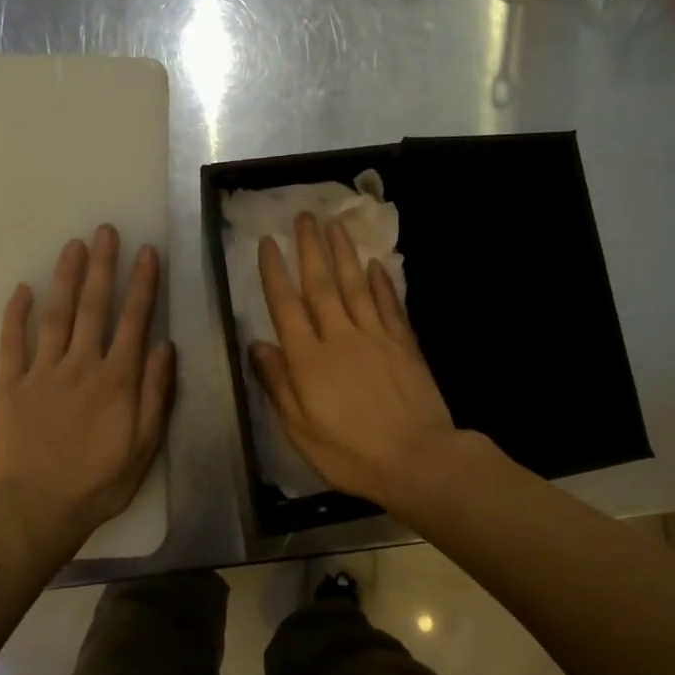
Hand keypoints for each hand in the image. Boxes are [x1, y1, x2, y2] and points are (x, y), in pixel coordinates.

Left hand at [0, 226, 174, 555]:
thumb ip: (157, 392)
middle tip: (105, 231)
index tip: (147, 251)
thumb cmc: (100, 480)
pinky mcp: (10, 385)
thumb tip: (164, 346)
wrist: (38, 509)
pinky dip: (16, 314)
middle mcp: (81, 365)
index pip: (134, 320)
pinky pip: (12, 343)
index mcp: (117, 379)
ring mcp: (42, 372)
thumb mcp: (145, 443)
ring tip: (73, 245)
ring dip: (66, 277)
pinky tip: (22, 288)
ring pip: (56, 314)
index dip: (143, 283)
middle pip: (94, 306)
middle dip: (103, 266)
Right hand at [250, 213, 469, 509]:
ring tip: (334, 224)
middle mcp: (340, 337)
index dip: (274, 272)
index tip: (267, 243)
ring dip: (344, 253)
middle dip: (309, 248)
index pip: (286, 306)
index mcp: (309, 360)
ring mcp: (375, 336)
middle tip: (304, 215)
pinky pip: (389, 304)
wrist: (416, 459)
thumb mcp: (300, 430)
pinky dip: (381, 282)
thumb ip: (278, 385)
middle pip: (321, 284)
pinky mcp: (404, 343)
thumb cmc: (351, 454)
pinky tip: (375, 264)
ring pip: (355, 285)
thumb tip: (258, 345)